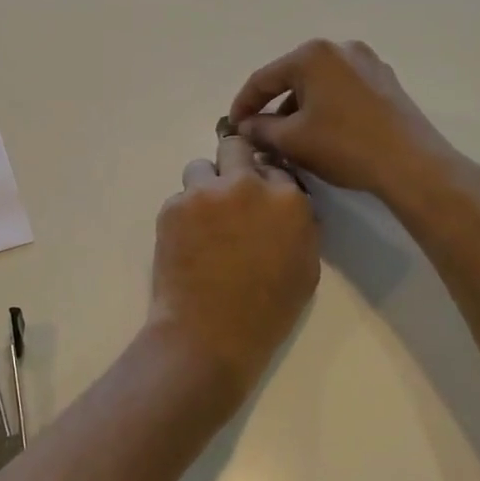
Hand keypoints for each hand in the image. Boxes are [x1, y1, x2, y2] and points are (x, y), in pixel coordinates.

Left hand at [147, 134, 319, 408]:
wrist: (209, 333)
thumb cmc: (266, 311)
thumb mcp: (305, 267)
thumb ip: (298, 224)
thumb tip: (286, 203)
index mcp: (288, 199)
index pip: (276, 168)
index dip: (265, 183)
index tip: (258, 199)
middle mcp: (247, 184)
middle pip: (236, 147)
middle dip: (233, 163)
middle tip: (227, 192)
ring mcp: (206, 192)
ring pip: (200, 167)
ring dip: (204, 186)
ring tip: (203, 220)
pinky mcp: (173, 205)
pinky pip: (180, 196)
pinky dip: (183, 213)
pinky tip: (187, 242)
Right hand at [227, 39, 475, 220]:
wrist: (412, 165)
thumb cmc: (344, 146)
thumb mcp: (291, 140)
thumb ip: (260, 129)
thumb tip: (245, 127)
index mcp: (312, 55)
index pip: (263, 79)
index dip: (243, 104)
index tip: (231, 127)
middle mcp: (340, 49)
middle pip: (291, 78)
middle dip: (272, 107)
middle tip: (258, 133)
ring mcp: (368, 63)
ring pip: (318, 85)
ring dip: (298, 109)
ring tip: (288, 139)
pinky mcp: (385, 82)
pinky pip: (341, 91)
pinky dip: (324, 108)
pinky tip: (320, 134)